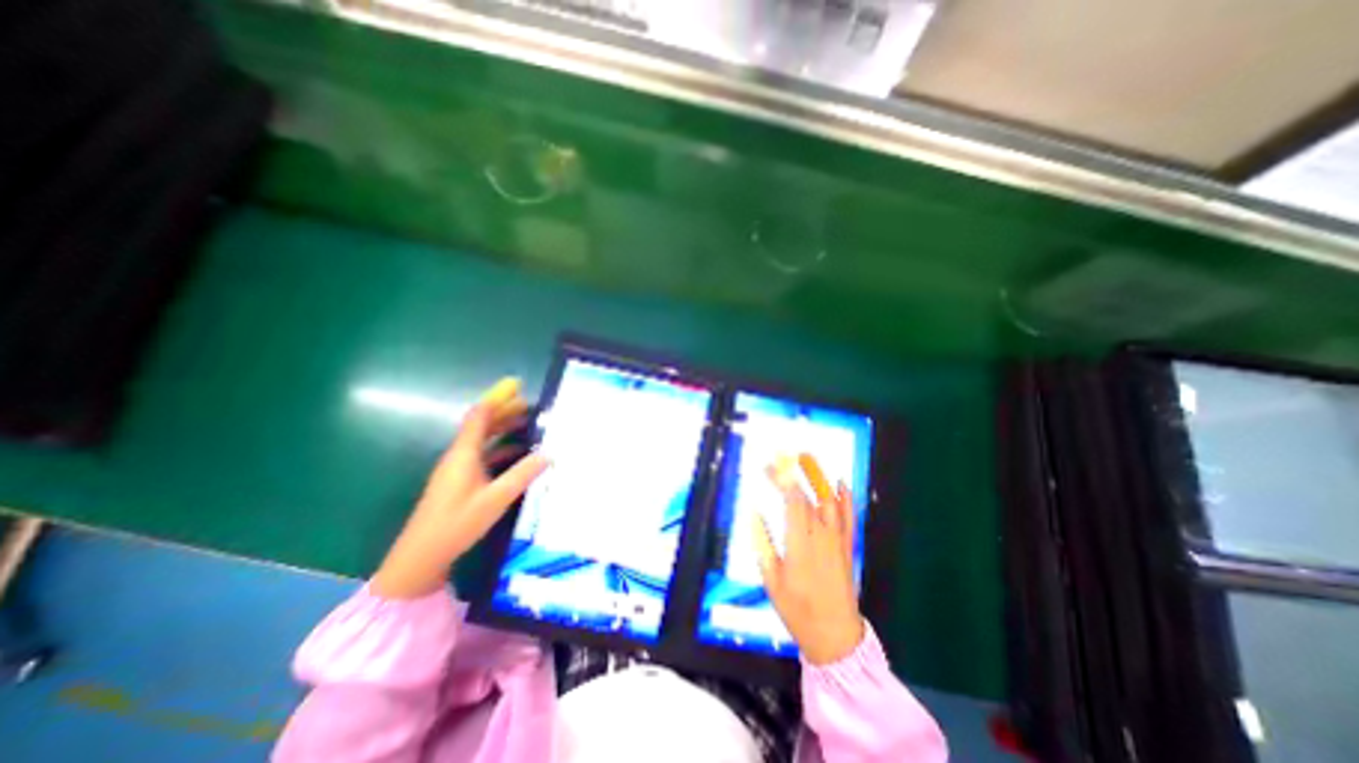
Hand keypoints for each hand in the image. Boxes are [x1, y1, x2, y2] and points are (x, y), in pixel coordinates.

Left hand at [370, 378, 548, 599]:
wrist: (421, 557)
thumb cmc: (457, 524)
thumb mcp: (495, 499)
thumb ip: (522, 475)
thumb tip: (548, 454)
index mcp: (464, 454)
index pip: (480, 416)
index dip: (497, 398)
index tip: (517, 386)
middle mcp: (459, 455)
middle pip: (481, 424)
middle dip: (503, 410)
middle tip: (527, 403)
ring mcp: (457, 468)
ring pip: (481, 438)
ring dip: (501, 427)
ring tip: (525, 421)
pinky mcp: (459, 481)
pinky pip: (481, 454)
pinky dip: (499, 447)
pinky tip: (516, 452)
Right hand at [760, 457, 862, 664]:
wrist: (835, 635)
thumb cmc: (797, 609)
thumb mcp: (771, 579)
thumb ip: (762, 543)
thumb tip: (754, 512)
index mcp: (800, 544)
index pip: (793, 502)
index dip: (782, 480)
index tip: (770, 465)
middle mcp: (821, 536)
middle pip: (807, 497)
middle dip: (791, 475)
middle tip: (777, 460)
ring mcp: (837, 540)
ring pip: (830, 501)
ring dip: (818, 477)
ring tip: (807, 458)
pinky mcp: (847, 546)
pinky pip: (849, 517)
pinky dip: (846, 498)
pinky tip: (841, 483)